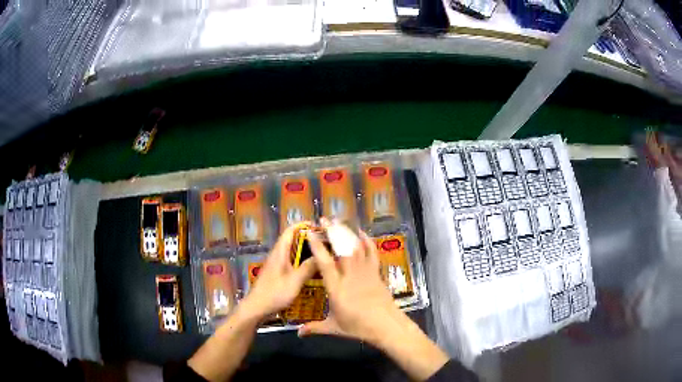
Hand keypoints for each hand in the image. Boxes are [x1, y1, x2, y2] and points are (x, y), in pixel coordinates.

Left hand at [239, 224, 315, 321]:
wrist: (256, 308)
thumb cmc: (274, 293)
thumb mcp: (295, 281)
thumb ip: (308, 267)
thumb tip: (322, 254)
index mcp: (280, 252)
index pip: (291, 230)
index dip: (304, 225)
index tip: (320, 227)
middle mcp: (278, 255)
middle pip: (293, 240)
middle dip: (309, 239)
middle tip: (326, 243)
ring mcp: (277, 265)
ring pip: (293, 252)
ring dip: (307, 252)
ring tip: (323, 255)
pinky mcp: (278, 274)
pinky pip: (292, 263)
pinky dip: (303, 262)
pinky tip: (313, 271)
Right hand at [298, 219, 402, 345]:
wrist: (386, 325)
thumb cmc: (358, 326)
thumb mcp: (334, 328)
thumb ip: (314, 328)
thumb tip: (297, 333)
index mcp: (336, 288)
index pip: (325, 263)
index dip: (317, 246)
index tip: (311, 233)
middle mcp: (350, 276)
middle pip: (341, 248)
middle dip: (332, 231)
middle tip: (324, 219)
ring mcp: (365, 272)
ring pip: (355, 248)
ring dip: (346, 233)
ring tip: (338, 221)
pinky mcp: (376, 273)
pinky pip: (371, 253)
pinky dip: (367, 241)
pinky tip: (361, 233)